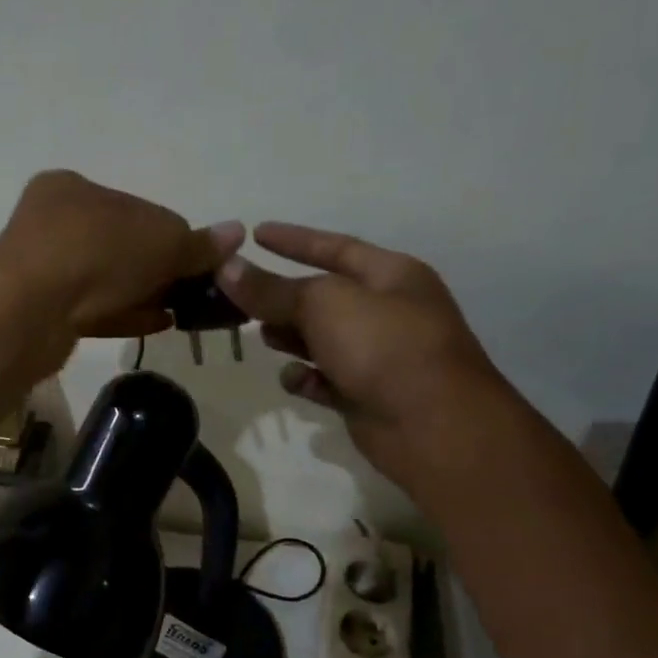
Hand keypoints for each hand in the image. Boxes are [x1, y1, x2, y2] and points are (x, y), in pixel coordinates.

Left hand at [0, 170, 243, 340]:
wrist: (27, 314)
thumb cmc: (95, 255)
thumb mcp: (160, 242)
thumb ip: (197, 243)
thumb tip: (236, 234)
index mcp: (71, 188)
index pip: (136, 207)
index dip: (171, 236)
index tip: (197, 262)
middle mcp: (51, 223)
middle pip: (121, 245)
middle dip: (159, 269)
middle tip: (192, 292)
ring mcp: (42, 271)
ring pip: (105, 281)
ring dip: (144, 294)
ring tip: (180, 312)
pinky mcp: (41, 312)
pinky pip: (91, 310)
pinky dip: (124, 314)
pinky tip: (155, 324)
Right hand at [218, 223, 513, 488]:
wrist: (431, 424)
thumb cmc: (383, 346)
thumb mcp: (323, 305)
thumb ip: (271, 289)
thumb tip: (226, 267)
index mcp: (391, 276)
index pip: (335, 248)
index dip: (294, 240)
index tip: (255, 233)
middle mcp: (387, 312)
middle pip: (323, 297)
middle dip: (284, 298)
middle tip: (241, 299)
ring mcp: (377, 356)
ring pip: (321, 340)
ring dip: (291, 337)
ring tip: (261, 337)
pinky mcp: (365, 395)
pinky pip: (325, 380)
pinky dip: (307, 378)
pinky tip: (294, 379)